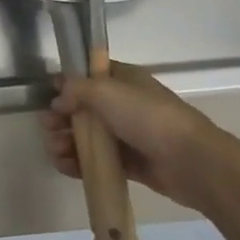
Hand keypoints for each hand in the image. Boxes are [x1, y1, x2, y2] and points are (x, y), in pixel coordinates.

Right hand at [42, 63, 239, 213]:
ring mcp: (126, 135)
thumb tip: (58, 100)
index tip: (50, 95)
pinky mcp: (128, 162)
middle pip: (81, 108)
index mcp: (123, 81)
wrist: (191, 161)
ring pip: (86, 135)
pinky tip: (63, 165)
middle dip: (60, 117)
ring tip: (56, 150)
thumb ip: (75, 89)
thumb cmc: (148, 117)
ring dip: (65, 141)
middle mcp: (124, 105)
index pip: (89, 75)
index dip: (67, 83)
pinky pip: (96, 160)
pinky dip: (77, 162)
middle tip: (48, 127)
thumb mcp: (106, 91)